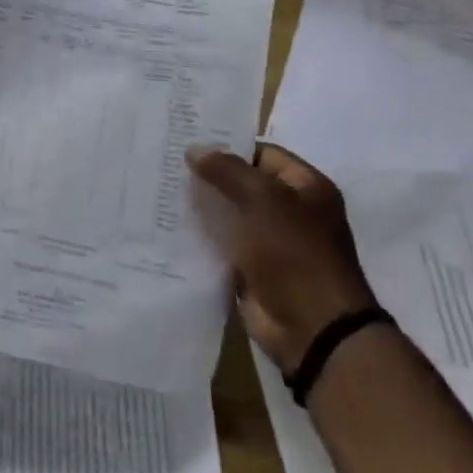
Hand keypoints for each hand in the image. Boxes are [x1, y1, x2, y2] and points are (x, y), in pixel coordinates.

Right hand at [187, 143, 376, 371]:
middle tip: (166, 165)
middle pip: (244, 185)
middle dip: (209, 178)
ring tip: (160, 192)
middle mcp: (291, 211)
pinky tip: (170, 228)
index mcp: (306, 188)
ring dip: (202, 209)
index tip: (187, 144)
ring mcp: (271, 243)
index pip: (262, 154)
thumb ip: (228, 171)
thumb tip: (195, 148)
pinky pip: (223, 246)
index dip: (228, 148)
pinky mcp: (252, 270)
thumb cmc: (295, 253)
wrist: (312, 327)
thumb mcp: (263, 200)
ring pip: (230, 216)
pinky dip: (201, 239)